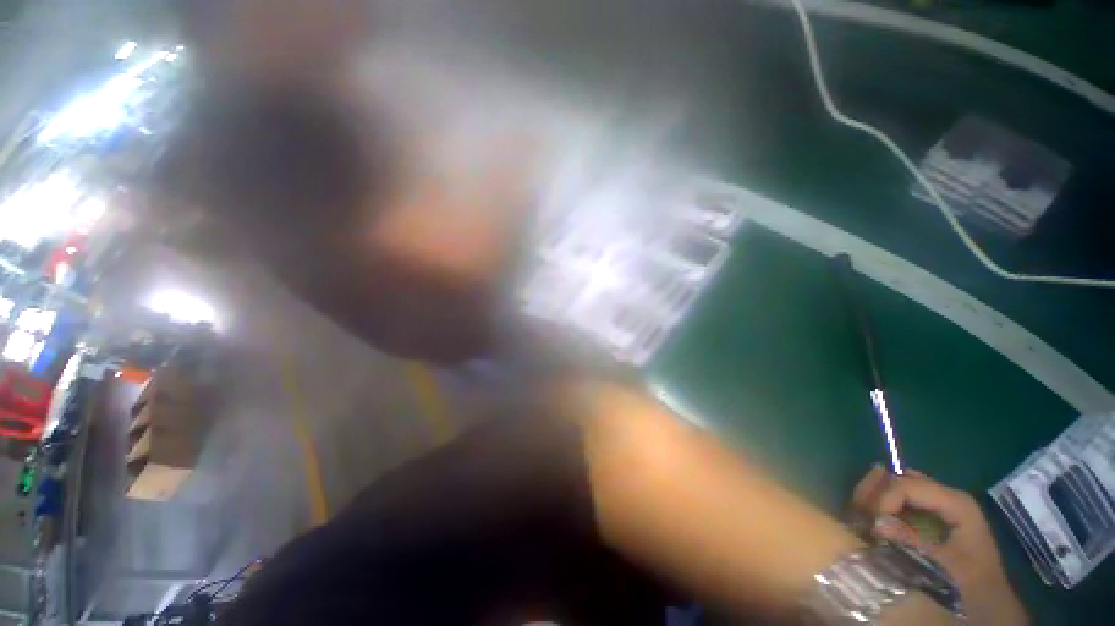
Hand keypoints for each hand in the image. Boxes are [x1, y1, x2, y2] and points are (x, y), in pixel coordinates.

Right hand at [852, 466, 1028, 625]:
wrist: (988, 597)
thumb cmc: (971, 579)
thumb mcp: (945, 562)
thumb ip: (912, 539)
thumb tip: (875, 523)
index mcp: (954, 501)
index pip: (907, 485)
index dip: (884, 499)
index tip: (871, 523)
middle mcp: (943, 494)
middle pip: (899, 478)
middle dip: (874, 492)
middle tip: (858, 513)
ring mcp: (935, 503)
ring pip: (894, 485)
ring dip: (874, 498)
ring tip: (861, 516)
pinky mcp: (927, 513)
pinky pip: (897, 499)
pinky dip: (880, 505)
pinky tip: (872, 519)